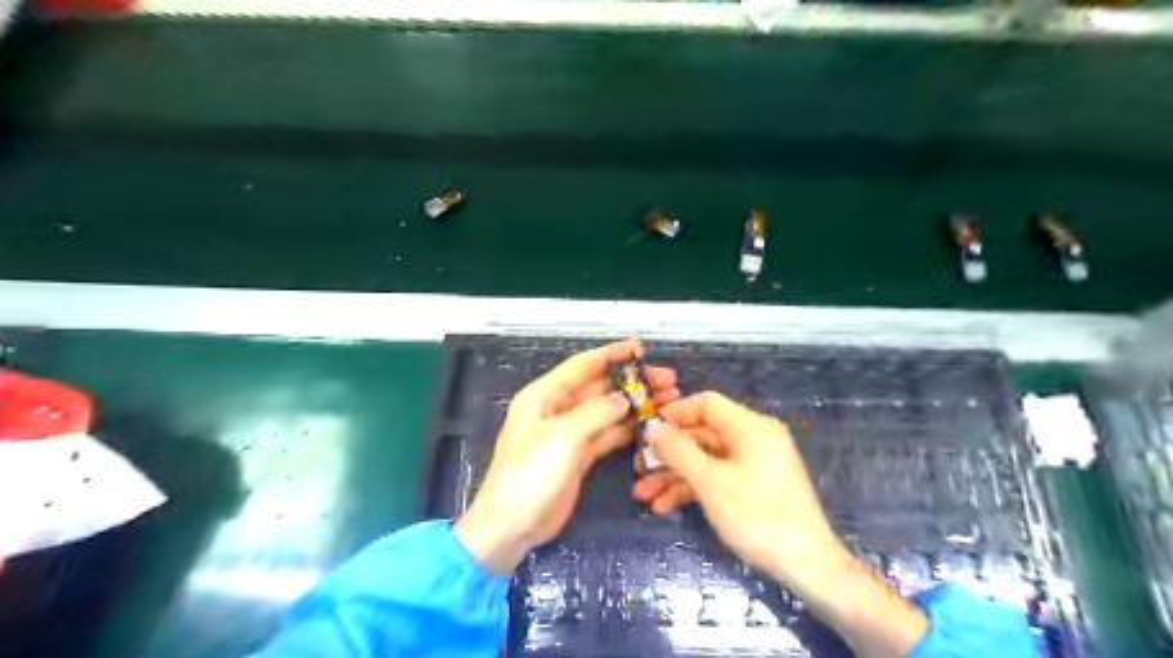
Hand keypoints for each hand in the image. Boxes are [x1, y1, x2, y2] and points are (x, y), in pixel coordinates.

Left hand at [454, 340, 683, 575]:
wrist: (512, 525)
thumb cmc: (530, 474)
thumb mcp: (562, 437)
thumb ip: (596, 413)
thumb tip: (625, 399)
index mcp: (545, 395)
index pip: (583, 365)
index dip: (612, 354)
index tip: (642, 348)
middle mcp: (558, 408)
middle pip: (601, 387)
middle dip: (633, 381)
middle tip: (668, 380)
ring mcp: (571, 433)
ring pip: (608, 411)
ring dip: (636, 405)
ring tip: (669, 400)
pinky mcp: (580, 455)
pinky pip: (608, 435)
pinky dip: (629, 429)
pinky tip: (652, 424)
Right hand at [634, 394, 924, 656]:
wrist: (807, 566)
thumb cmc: (757, 515)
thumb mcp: (711, 481)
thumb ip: (678, 450)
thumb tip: (652, 427)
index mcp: (749, 426)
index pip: (706, 404)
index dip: (674, 413)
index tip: (646, 430)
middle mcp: (751, 439)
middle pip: (701, 435)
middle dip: (668, 454)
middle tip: (638, 470)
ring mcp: (752, 464)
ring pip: (705, 460)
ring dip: (674, 476)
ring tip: (643, 495)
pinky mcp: (751, 487)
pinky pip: (716, 478)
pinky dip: (692, 489)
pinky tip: (665, 507)